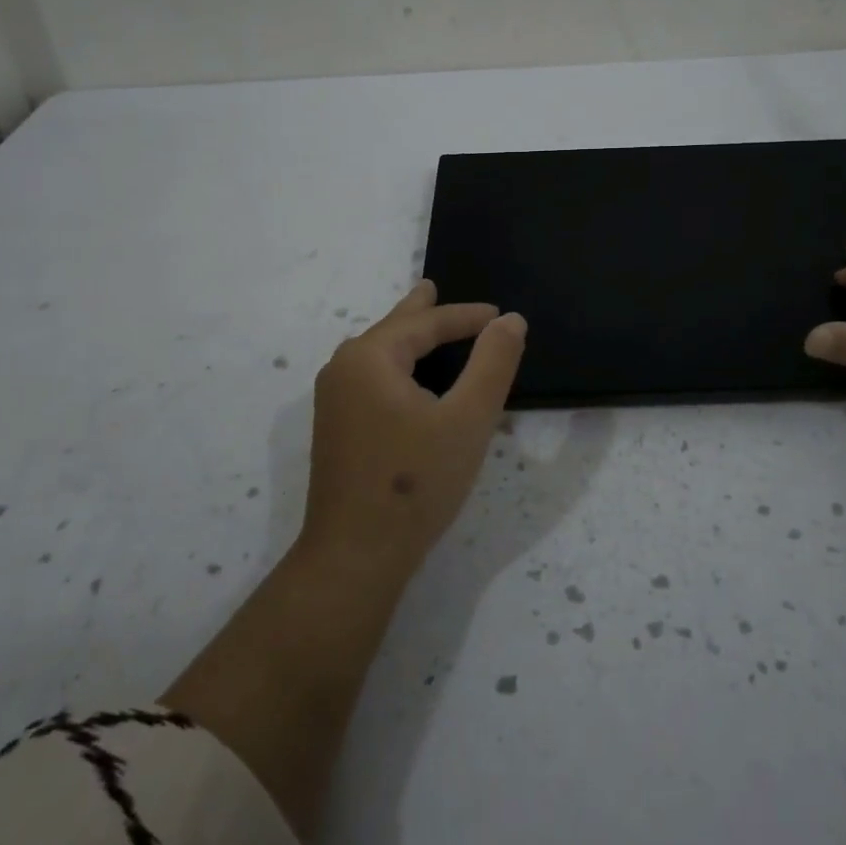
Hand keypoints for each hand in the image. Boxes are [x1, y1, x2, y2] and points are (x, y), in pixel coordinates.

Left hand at [300, 280, 526, 581]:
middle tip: (433, 288)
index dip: (465, 317)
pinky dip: (397, 364)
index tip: (500, 315)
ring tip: (422, 319)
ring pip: (378, 354)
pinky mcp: (335, 427)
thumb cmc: (415, 482)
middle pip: (392, 329)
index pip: (425, 323)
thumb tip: (511, 321)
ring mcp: (334, 400)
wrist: (355, 556)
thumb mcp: (467, 419)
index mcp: (370, 357)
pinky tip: (406, 375)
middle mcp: (344, 368)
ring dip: (407, 338)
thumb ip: (492, 364)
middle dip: (421, 312)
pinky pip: (371, 377)